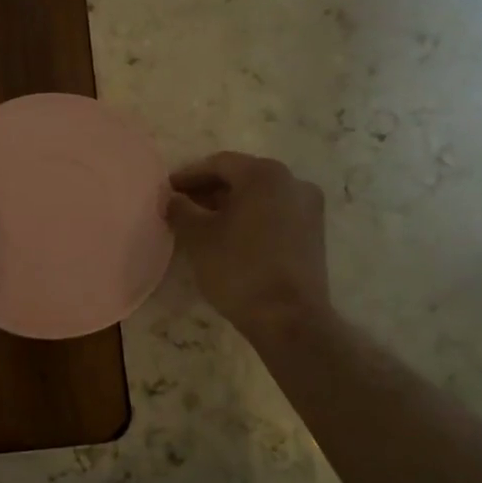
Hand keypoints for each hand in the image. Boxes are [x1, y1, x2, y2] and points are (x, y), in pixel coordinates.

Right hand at [166, 152, 330, 337]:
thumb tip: (173, 199)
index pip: (219, 164)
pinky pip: (275, 213)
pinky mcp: (313, 233)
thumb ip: (181, 209)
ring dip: (230, 204)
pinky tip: (230, 236)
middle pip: (242, 177)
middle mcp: (292, 182)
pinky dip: (251, 217)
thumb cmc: (239, 269)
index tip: (167, 189)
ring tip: (202, 222)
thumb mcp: (198, 237)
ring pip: (260, 196)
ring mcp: (308, 207)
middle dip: (209, 189)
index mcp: (264, 174)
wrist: (289, 318)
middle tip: (182, 205)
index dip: (189, 175)